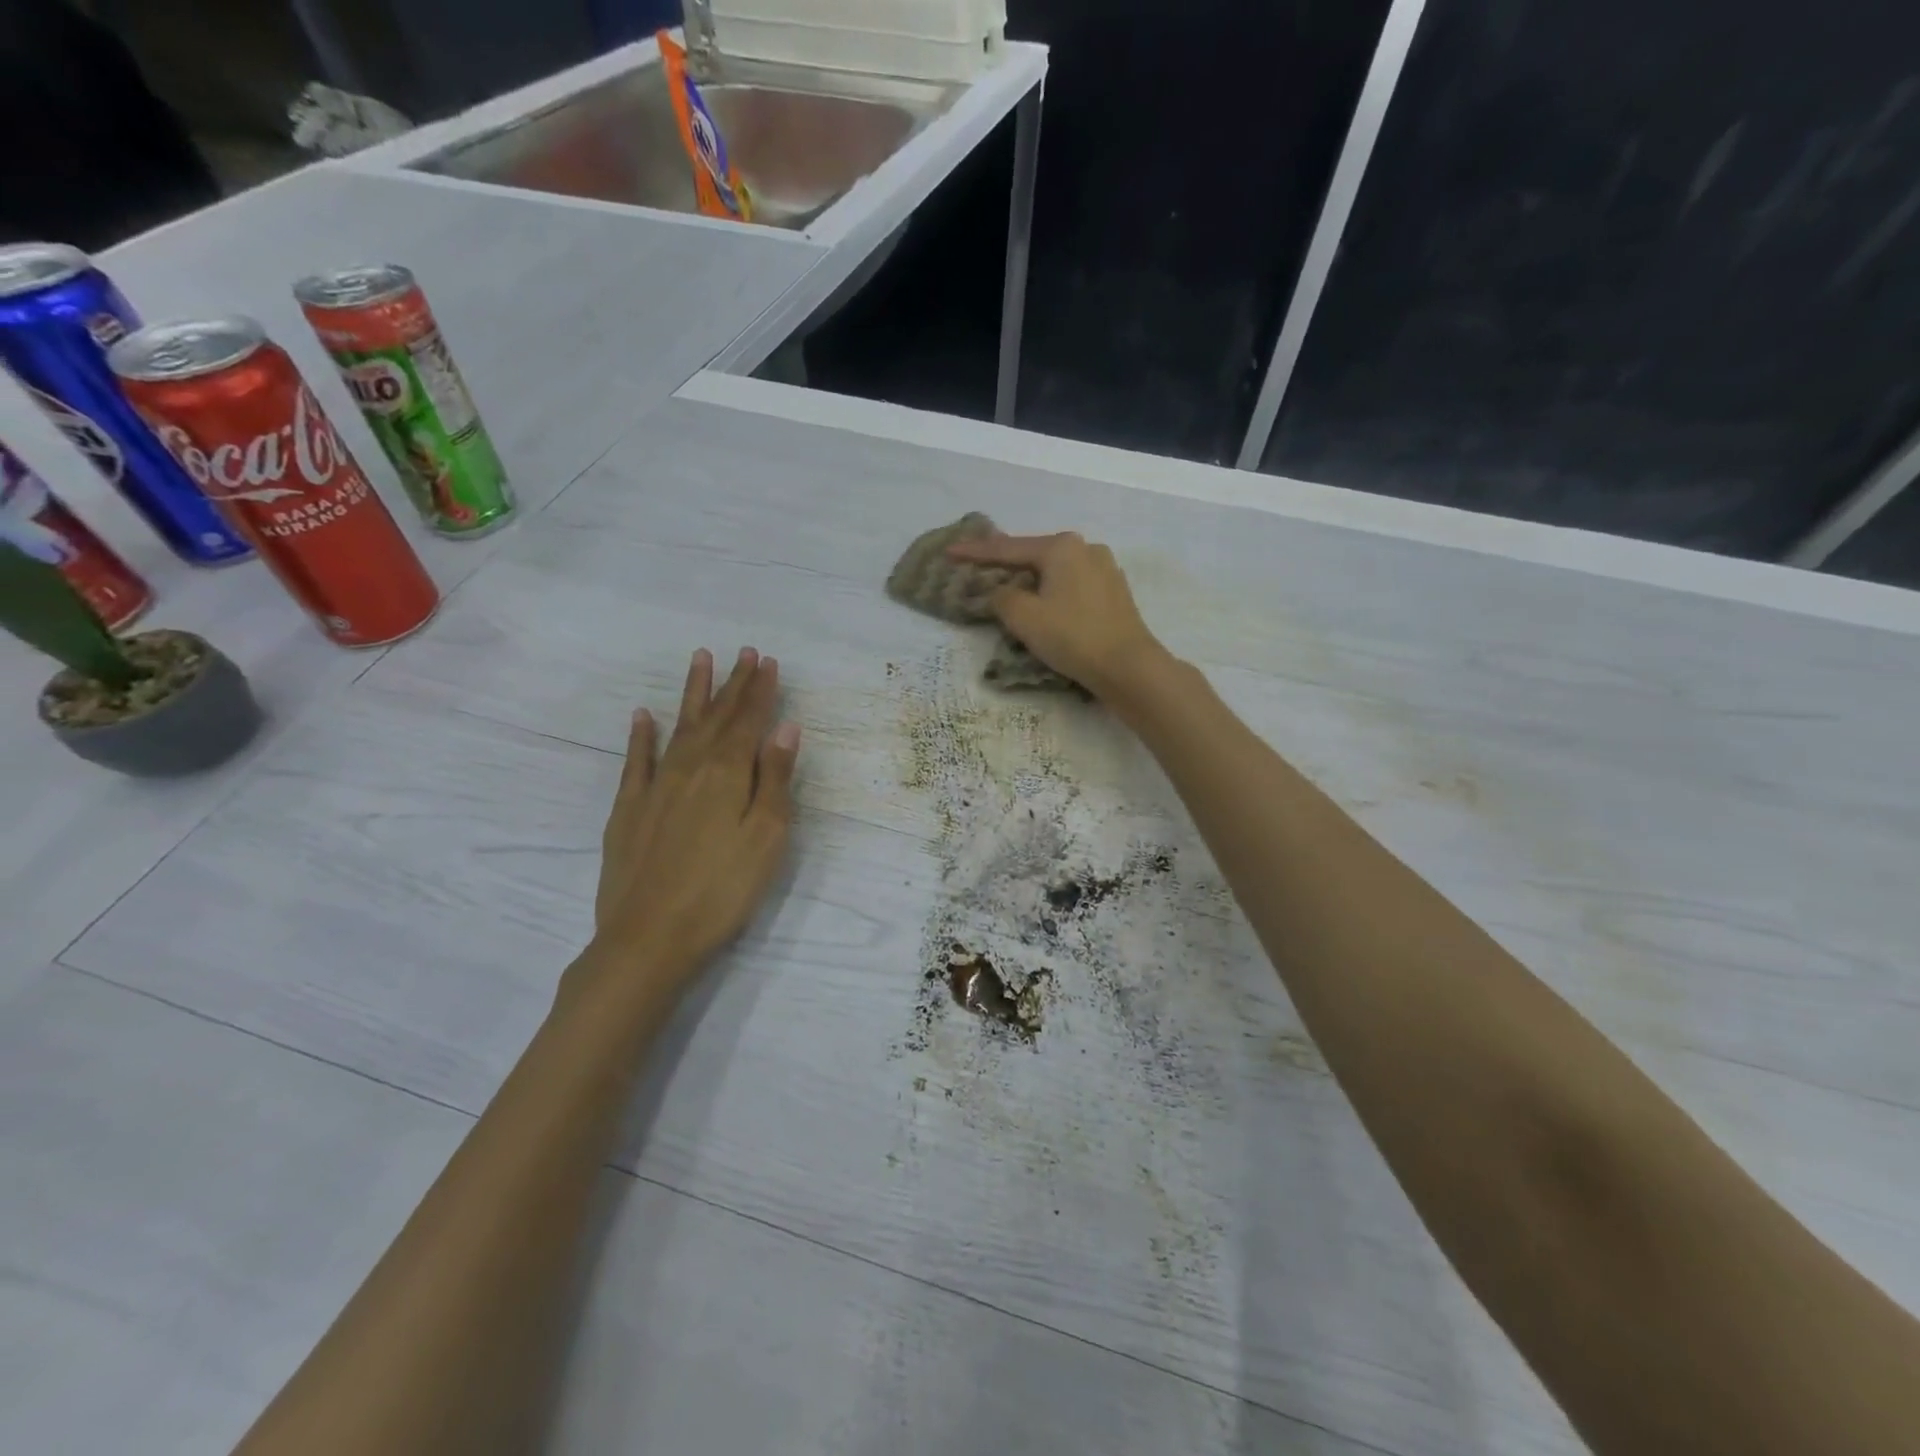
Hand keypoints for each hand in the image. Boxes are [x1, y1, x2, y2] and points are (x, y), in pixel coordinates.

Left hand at [584, 647, 799, 1003]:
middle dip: (734, 683)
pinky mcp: (628, 810)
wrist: (649, 937)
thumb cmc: (722, 890)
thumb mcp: (766, 837)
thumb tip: (785, 727)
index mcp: (727, 774)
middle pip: (716, 717)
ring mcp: (655, 787)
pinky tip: (643, 716)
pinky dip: (641, 736)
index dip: (760, 690)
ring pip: (678, 727)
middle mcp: (690, 768)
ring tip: (701, 660)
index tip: (769, 661)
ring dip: (693, 694)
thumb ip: (775, 779)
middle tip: (744, 652)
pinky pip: (636, 761)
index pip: (748, 721)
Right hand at [946, 532, 1167, 700]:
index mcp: (1061, 547)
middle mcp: (1086, 548)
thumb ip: (1001, 598)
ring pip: (1055, 571)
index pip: (1008, 548)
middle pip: (1034, 555)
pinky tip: (1045, 604)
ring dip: (1031, 580)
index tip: (950, 551)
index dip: (975, 552)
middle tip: (979, 569)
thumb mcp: (1023, 617)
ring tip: (1010, 589)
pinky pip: (1072, 585)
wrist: (1127, 666)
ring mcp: (1105, 569)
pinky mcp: (1114, 593)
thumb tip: (1000, 592)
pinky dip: (1052, 592)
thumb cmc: (1072, 636)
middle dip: (1006, 564)